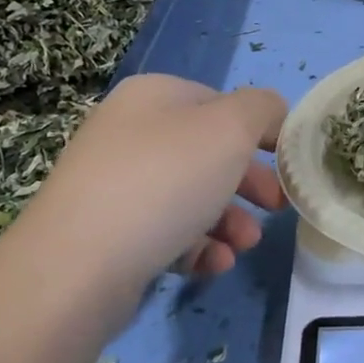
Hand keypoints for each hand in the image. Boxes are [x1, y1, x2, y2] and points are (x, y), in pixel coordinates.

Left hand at [9, 75, 286, 296]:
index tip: (286, 166)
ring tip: (244, 247)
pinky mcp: (104, 233)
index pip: (221, 104)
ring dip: (228, 220)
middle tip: (276, 208)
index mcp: (154, 96)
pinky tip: (212, 266)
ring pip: (188, 196)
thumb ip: (262, 109)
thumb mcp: (230, 129)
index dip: (260, 132)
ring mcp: (112, 184)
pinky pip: (163, 232)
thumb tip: (271, 114)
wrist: (77, 264)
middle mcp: (128, 132)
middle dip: (248, 183)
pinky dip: (194, 247)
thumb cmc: (164, 180)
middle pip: (206, 153)